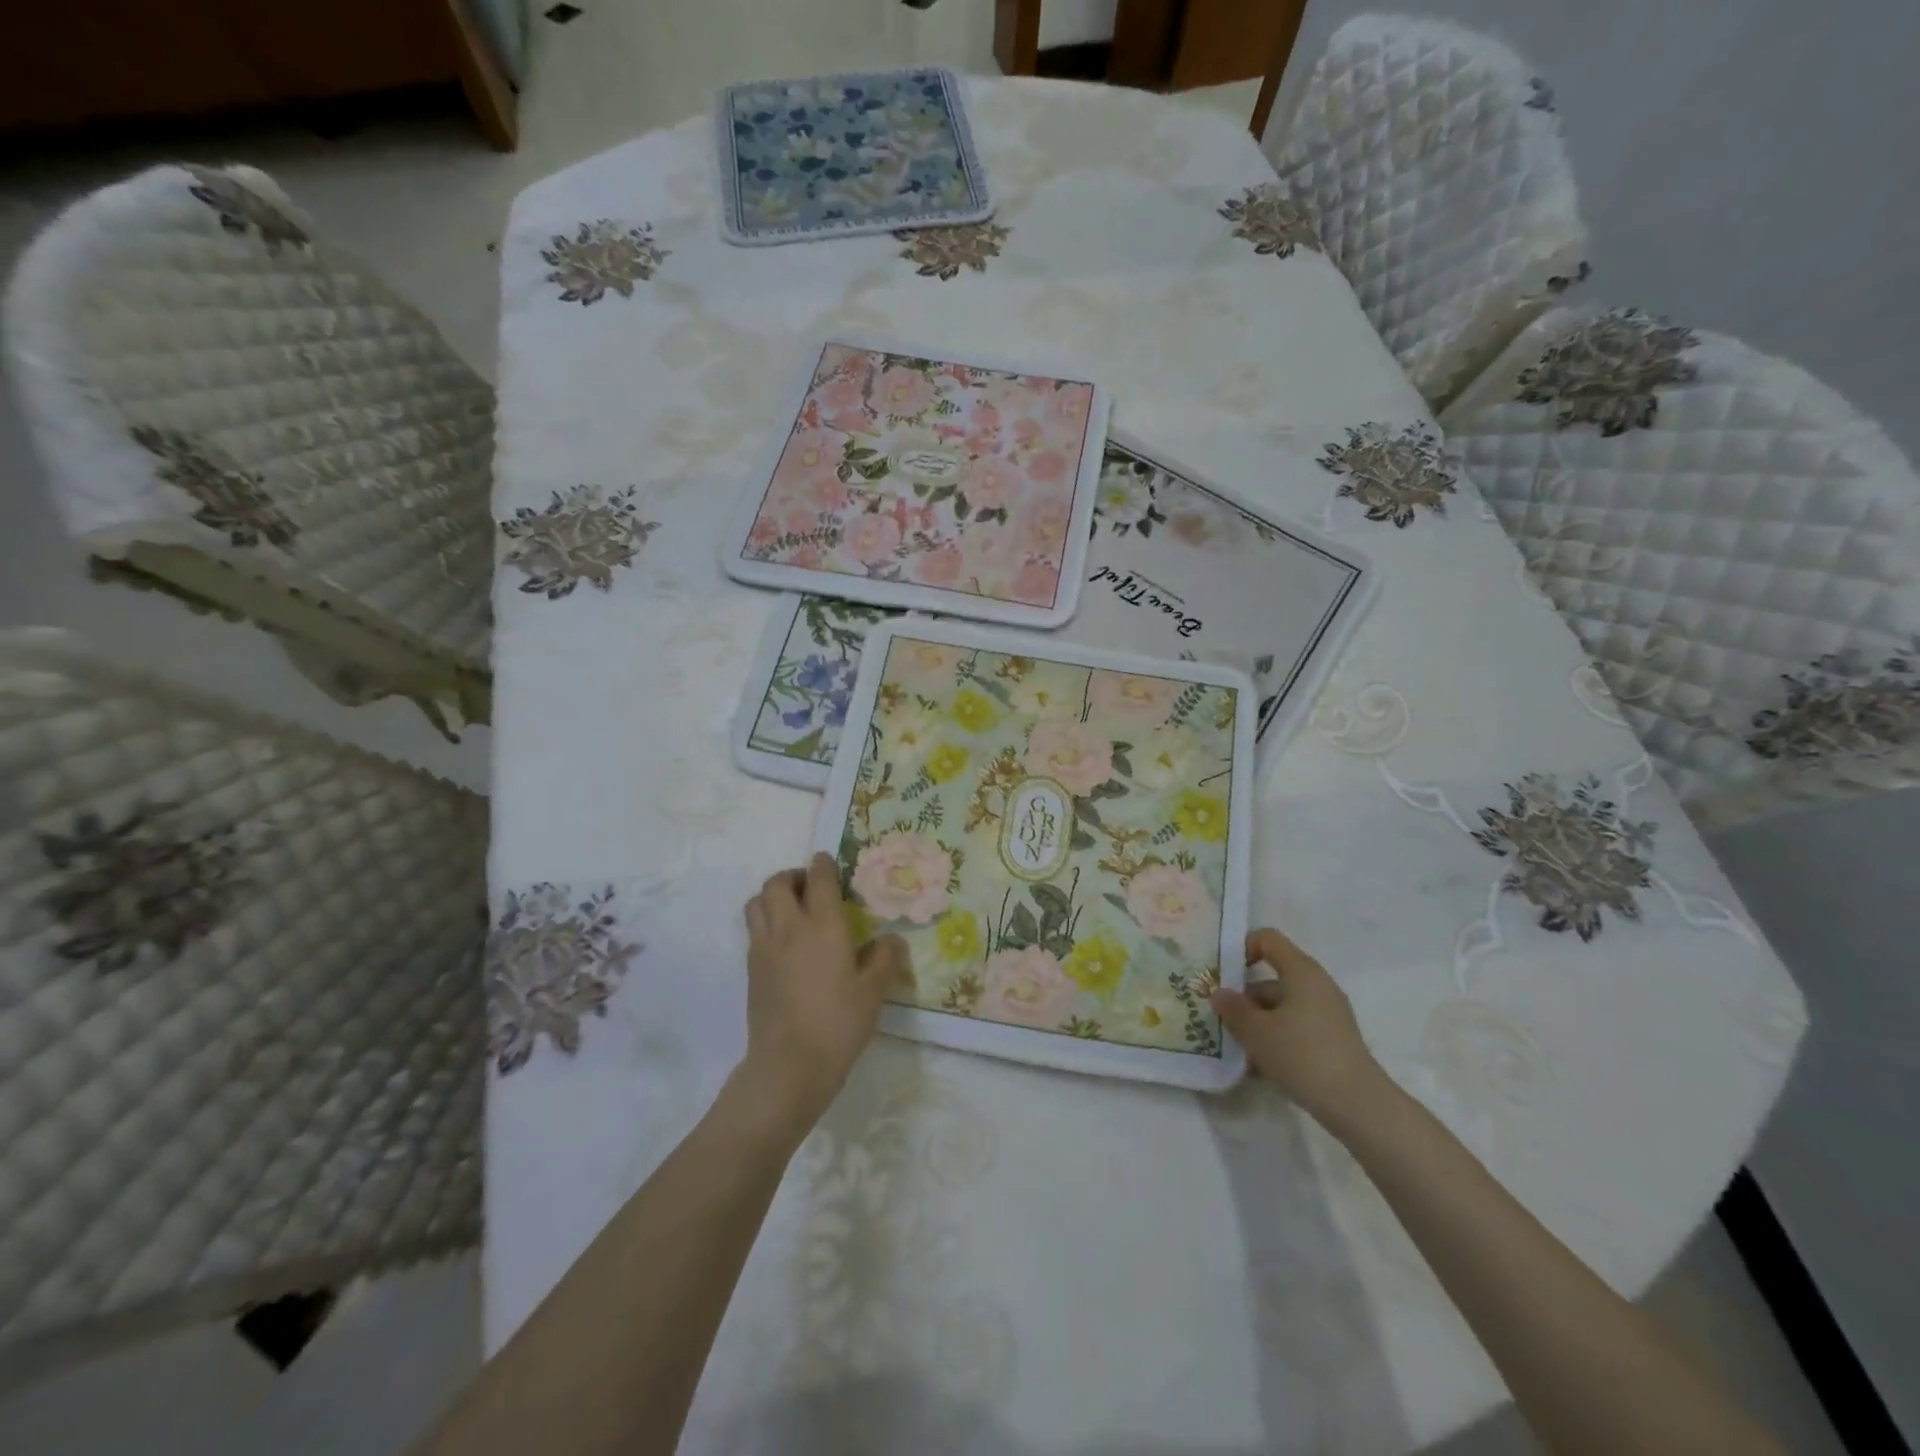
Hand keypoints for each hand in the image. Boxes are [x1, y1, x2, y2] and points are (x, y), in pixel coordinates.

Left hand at [738, 853, 908, 1138]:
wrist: (788, 1066)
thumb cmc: (838, 1024)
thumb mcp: (874, 992)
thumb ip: (885, 958)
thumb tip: (890, 940)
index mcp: (823, 925)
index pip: (818, 878)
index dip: (823, 864)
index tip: (829, 862)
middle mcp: (789, 927)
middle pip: (777, 883)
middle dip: (793, 876)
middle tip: (811, 888)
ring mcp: (764, 947)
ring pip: (757, 902)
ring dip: (773, 896)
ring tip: (793, 910)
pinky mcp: (752, 969)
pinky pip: (753, 929)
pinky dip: (766, 922)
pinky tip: (785, 944)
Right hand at [1210, 927, 1387, 1132]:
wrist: (1358, 1105)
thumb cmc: (1302, 1055)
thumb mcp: (1256, 1031)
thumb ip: (1233, 1008)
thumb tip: (1219, 993)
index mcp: (1301, 971)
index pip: (1268, 939)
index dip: (1242, 948)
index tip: (1223, 974)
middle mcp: (1318, 985)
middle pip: (1272, 978)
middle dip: (1245, 996)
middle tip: (1222, 1018)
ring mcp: (1328, 1014)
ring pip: (1283, 1006)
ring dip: (1258, 1022)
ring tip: (1238, 1048)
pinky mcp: (1333, 1040)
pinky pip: (1296, 1027)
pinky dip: (1277, 1038)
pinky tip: (1260, 1066)